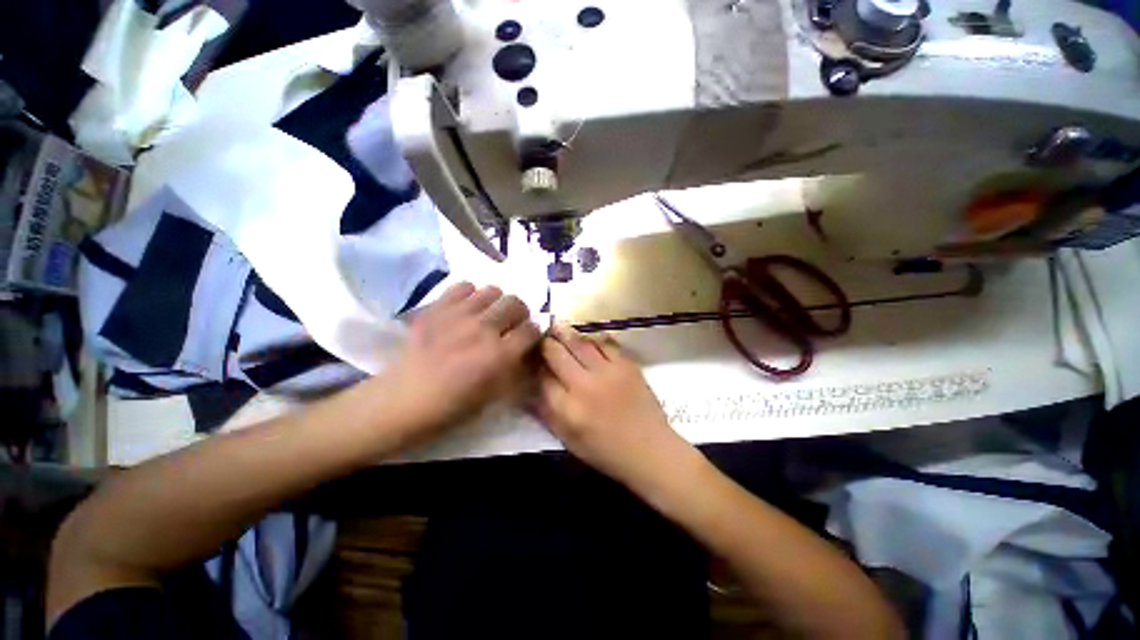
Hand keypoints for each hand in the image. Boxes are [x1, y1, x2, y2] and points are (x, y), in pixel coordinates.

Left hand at [379, 282, 540, 435]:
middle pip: (515, 303)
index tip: (529, 337)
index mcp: (499, 355)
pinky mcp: (437, 308)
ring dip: (497, 303)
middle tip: (511, 324)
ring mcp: (458, 315)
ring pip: (493, 290)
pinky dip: (471, 295)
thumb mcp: (495, 396)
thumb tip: (529, 350)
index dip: (534, 332)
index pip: (531, 329)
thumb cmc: (453, 405)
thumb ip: (517, 370)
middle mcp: (483, 329)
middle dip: (519, 313)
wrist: (404, 399)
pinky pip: (464, 286)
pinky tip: (467, 309)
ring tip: (489, 315)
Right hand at [537, 324, 691, 486]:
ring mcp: (608, 372)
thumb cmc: (606, 452)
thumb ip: (548, 415)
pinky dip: (594, 338)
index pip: (542, 377)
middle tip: (542, 335)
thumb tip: (530, 390)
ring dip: (566, 333)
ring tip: (558, 326)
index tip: (531, 358)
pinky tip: (588, 337)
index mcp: (568, 409)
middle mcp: (585, 386)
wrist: (650, 450)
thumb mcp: (569, 441)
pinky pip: (606, 343)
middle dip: (546, 343)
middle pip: (557, 354)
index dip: (534, 365)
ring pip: (580, 343)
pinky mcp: (627, 365)